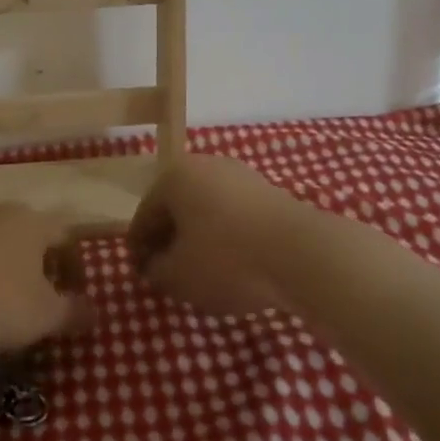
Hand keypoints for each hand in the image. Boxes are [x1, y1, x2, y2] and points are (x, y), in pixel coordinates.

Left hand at [0, 204, 93, 353]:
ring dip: (2, 265)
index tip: (73, 296)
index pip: (66, 236)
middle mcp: (0, 211)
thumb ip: (73, 312)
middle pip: (28, 234)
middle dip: (37, 263)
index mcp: (33, 222)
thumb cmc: (0, 301)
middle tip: (37, 296)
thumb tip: (94, 312)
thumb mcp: (45, 315)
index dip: (75, 266)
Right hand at [127, 154, 307, 316]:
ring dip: (201, 239)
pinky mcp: (270, 192)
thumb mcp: (177, 275)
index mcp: (174, 176)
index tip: (142, 275)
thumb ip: (156, 270)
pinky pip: (235, 217)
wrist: (300, 253)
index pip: (145, 215)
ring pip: (208, 211)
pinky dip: (228, 238)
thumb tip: (155, 266)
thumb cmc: (226, 258)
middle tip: (169, 274)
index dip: (139, 249)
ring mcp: (241, 176)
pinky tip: (236, 265)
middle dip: (171, 241)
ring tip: (204, 273)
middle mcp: (205, 165)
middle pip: (177, 208)